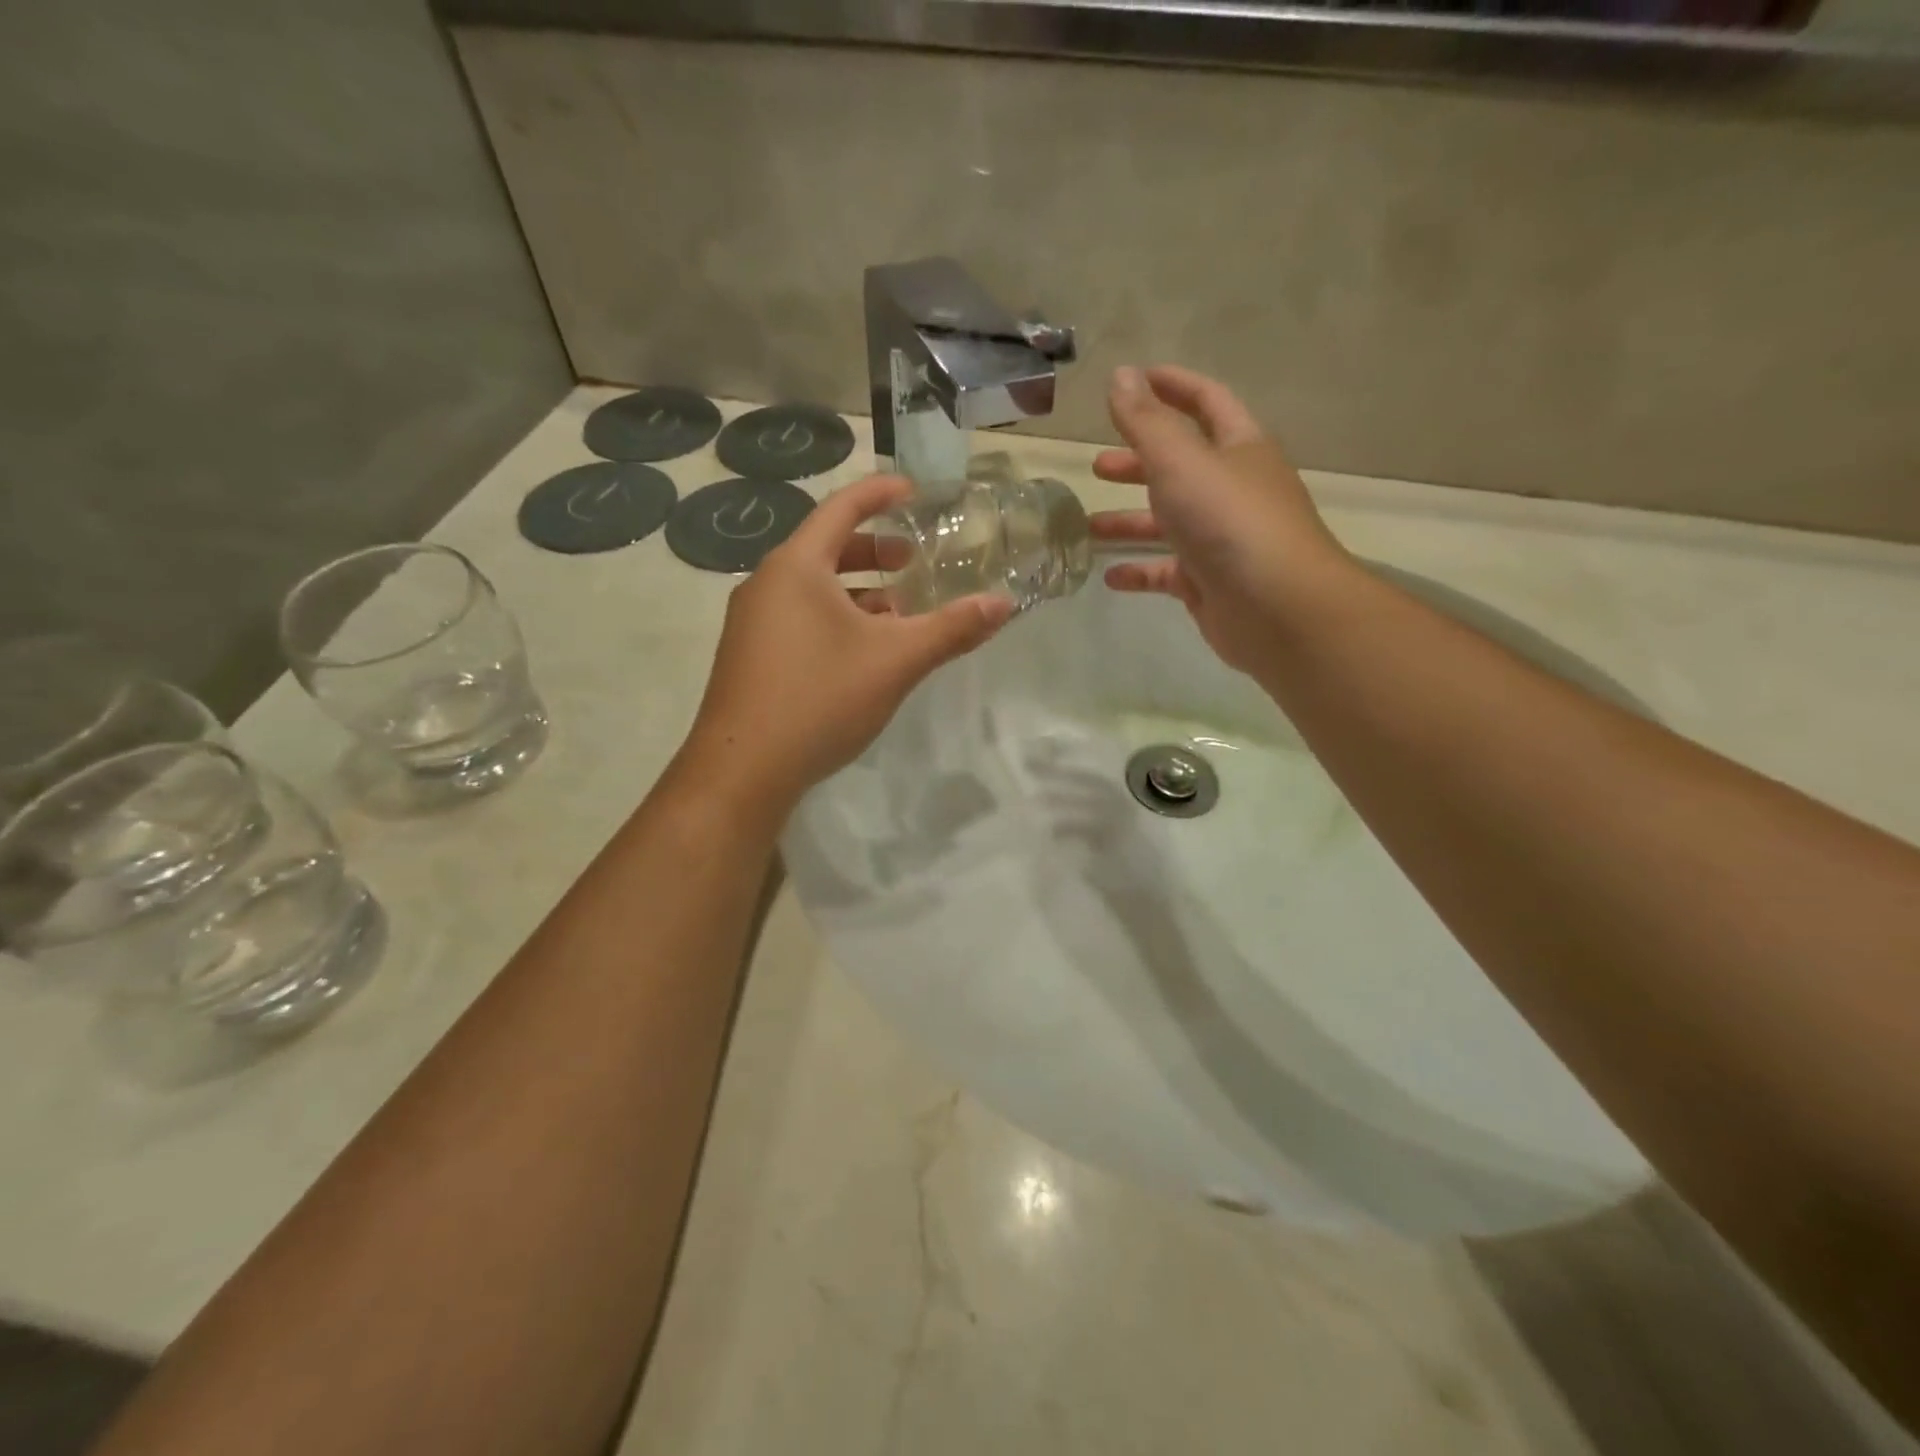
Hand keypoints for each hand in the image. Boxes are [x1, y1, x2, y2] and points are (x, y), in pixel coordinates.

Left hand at [680, 474, 1013, 813]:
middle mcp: (767, 584)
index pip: (842, 508)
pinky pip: (798, 619)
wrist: (742, 770)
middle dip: (874, 551)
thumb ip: (951, 629)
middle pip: (825, 548)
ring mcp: (752, 623)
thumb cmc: (820, 699)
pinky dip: (834, 620)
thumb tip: (1004, 603)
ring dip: (857, 593)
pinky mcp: (749, 657)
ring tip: (898, 614)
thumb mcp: (895, 661)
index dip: (881, 493)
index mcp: (796, 567)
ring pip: (812, 589)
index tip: (914, 491)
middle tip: (913, 562)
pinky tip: (861, 654)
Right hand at [1089, 366, 1350, 675]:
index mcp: (1238, 448)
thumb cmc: (1229, 521)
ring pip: (1169, 522)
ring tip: (1087, 526)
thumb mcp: (1180, 462)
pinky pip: (1167, 571)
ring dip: (1130, 520)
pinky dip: (1139, 571)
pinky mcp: (1210, 583)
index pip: (1206, 402)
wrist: (1277, 608)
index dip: (1171, 386)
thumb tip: (1120, 375)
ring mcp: (1222, 539)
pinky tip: (1110, 576)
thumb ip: (1145, 422)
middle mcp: (1232, 489)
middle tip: (1097, 466)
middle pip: (1181, 466)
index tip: (1133, 380)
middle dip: (1138, 463)